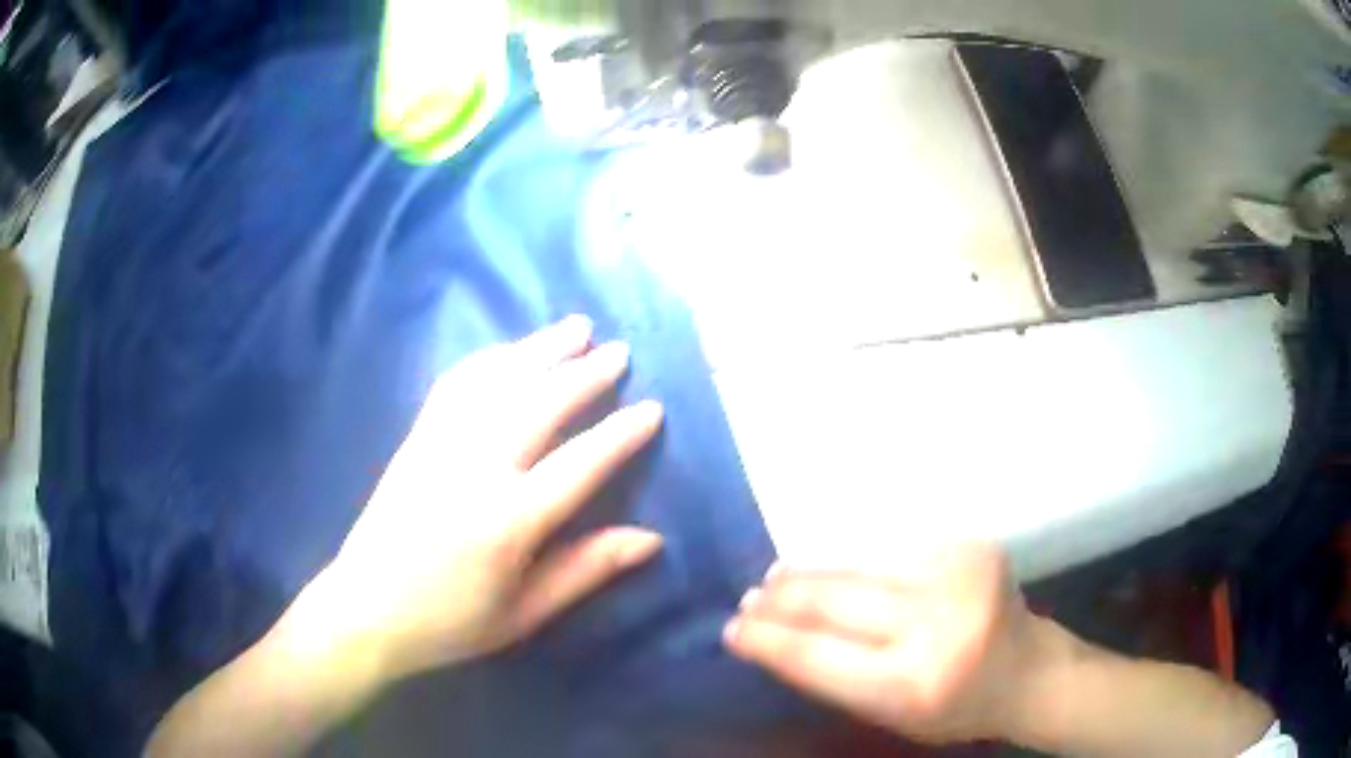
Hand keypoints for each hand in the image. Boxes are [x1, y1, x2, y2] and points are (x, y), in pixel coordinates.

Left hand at [285, 316, 665, 682]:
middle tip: (620, 350)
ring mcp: (439, 446)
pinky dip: (488, 359)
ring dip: (540, 349)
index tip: (653, 408)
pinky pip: (455, 385)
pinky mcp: (415, 439)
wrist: (366, 610)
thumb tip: (651, 539)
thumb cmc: (451, 622)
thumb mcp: (525, 613)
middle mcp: (474, 469)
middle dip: (585, 373)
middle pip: (539, 404)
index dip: (620, 435)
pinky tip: (509, 350)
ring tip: (576, 326)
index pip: (580, 464)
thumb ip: (586, 570)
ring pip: (498, 382)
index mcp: (508, 521)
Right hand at [724, 545, 1044, 744]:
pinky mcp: (971, 547)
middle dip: (782, 600)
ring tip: (777, 577)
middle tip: (748, 598)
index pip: (819, 656)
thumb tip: (780, 636)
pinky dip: (856, 561)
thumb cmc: (956, 708)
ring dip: (811, 572)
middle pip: (835, 601)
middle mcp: (936, 624)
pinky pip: (895, 551)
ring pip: (860, 566)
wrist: (1028, 670)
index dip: (769, 640)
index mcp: (913, 683)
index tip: (734, 629)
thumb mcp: (892, 716)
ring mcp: (957, 576)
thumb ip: (838, 679)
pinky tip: (834, 565)